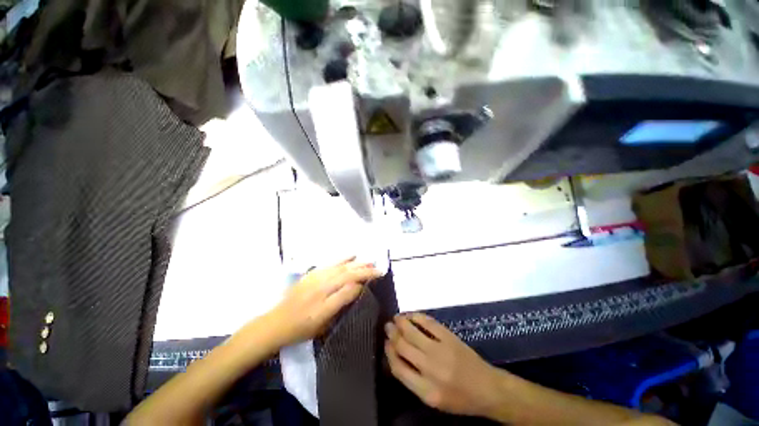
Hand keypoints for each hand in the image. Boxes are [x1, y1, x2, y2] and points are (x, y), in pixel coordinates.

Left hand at [271, 258, 381, 345]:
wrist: (277, 322)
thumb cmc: (302, 328)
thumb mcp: (323, 323)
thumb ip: (340, 302)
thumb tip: (357, 287)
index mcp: (325, 301)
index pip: (350, 286)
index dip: (364, 281)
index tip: (377, 279)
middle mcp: (322, 285)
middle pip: (348, 274)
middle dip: (365, 270)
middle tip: (378, 268)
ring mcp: (317, 276)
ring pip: (341, 267)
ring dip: (357, 263)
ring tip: (370, 261)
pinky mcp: (313, 273)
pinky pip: (331, 263)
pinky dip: (343, 258)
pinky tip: (352, 255)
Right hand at [385, 313, 503, 417]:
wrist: (487, 388)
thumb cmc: (459, 398)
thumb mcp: (433, 399)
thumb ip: (413, 380)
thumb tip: (396, 356)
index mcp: (426, 391)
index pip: (398, 368)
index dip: (388, 353)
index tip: (385, 343)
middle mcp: (431, 369)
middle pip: (403, 346)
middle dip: (392, 334)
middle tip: (387, 326)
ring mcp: (440, 350)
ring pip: (412, 331)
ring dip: (401, 322)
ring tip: (395, 318)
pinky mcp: (449, 337)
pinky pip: (428, 322)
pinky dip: (416, 316)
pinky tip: (410, 315)